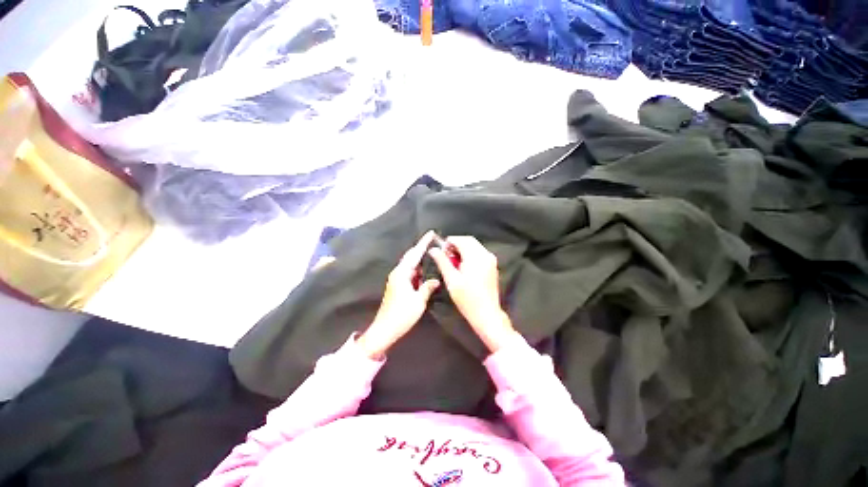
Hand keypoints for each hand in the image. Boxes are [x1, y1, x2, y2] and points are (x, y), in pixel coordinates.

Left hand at [357, 231, 439, 358]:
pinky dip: (418, 271)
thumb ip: (427, 288)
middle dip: (421, 249)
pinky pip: (410, 273)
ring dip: (420, 260)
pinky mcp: (397, 286)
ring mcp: (397, 280)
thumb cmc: (402, 314)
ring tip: (433, 256)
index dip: (423, 243)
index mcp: (402, 273)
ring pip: (411, 265)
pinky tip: (425, 272)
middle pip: (411, 257)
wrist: (384, 329)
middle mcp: (398, 273)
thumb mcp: (418, 301)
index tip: (431, 233)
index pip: (415, 254)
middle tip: (434, 243)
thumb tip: (436, 280)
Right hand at [429, 236, 516, 352]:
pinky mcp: (492, 265)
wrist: (487, 313)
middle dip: (456, 244)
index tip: (441, 252)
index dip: (449, 243)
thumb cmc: (467, 299)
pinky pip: (480, 252)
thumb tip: (433, 250)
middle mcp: (485, 254)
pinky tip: (463, 265)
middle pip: (468, 240)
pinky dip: (470, 254)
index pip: (460, 239)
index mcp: (475, 257)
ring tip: (453, 261)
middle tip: (446, 256)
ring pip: (474, 245)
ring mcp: (491, 259)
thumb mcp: (451, 280)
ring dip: (463, 248)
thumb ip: (442, 262)